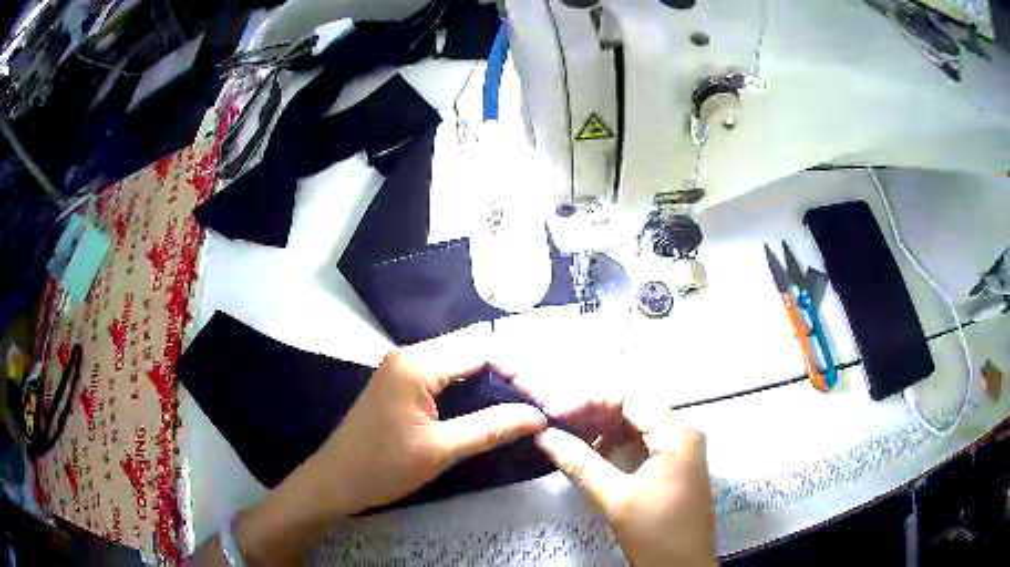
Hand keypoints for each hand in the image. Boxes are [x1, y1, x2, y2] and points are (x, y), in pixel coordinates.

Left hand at [315, 324, 548, 513]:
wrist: (335, 481)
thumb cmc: (383, 467)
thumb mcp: (441, 451)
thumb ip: (491, 428)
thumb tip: (539, 415)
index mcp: (417, 364)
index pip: (481, 349)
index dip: (516, 369)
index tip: (543, 395)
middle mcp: (409, 354)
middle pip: (470, 350)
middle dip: (506, 371)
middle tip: (538, 398)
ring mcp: (402, 366)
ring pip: (459, 361)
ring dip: (489, 379)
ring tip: (523, 401)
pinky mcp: (401, 382)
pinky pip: (444, 373)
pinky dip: (469, 386)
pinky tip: (489, 404)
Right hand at [536, 400, 715, 566]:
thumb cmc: (654, 533)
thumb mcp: (615, 498)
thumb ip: (580, 463)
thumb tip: (545, 435)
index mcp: (677, 436)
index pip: (631, 400)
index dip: (591, 402)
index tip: (556, 414)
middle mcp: (685, 435)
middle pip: (637, 410)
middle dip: (596, 415)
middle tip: (560, 426)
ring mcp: (684, 450)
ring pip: (641, 426)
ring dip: (607, 430)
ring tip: (573, 439)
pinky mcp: (679, 465)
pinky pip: (648, 443)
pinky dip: (621, 444)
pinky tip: (597, 454)